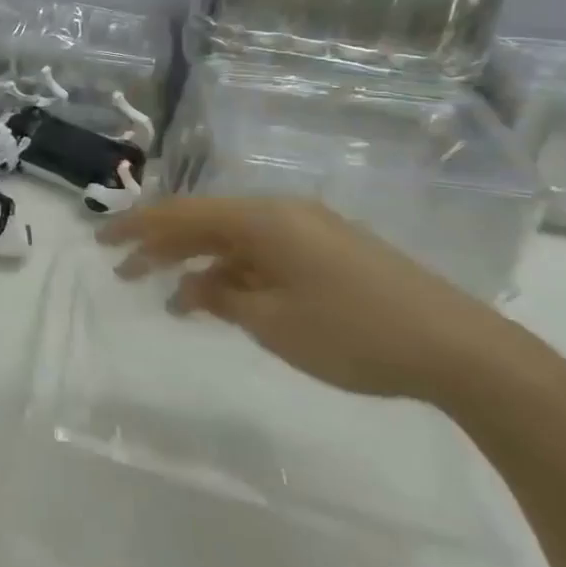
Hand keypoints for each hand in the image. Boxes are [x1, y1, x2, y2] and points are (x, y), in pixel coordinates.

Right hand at [98, 196, 520, 405]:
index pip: (181, 215)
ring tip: (170, 301)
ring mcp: (310, 231)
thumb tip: (196, 288)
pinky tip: (224, 302)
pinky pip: (265, 255)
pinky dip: (236, 275)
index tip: (102, 241)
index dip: (136, 227)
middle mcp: (282, 214)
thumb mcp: (273, 323)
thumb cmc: (355, 334)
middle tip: (123, 272)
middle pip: (205, 223)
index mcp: (263, 220)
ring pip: (235, 241)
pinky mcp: (332, 253)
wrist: (464, 352)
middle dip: (161, 247)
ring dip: (199, 266)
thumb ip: (223, 299)